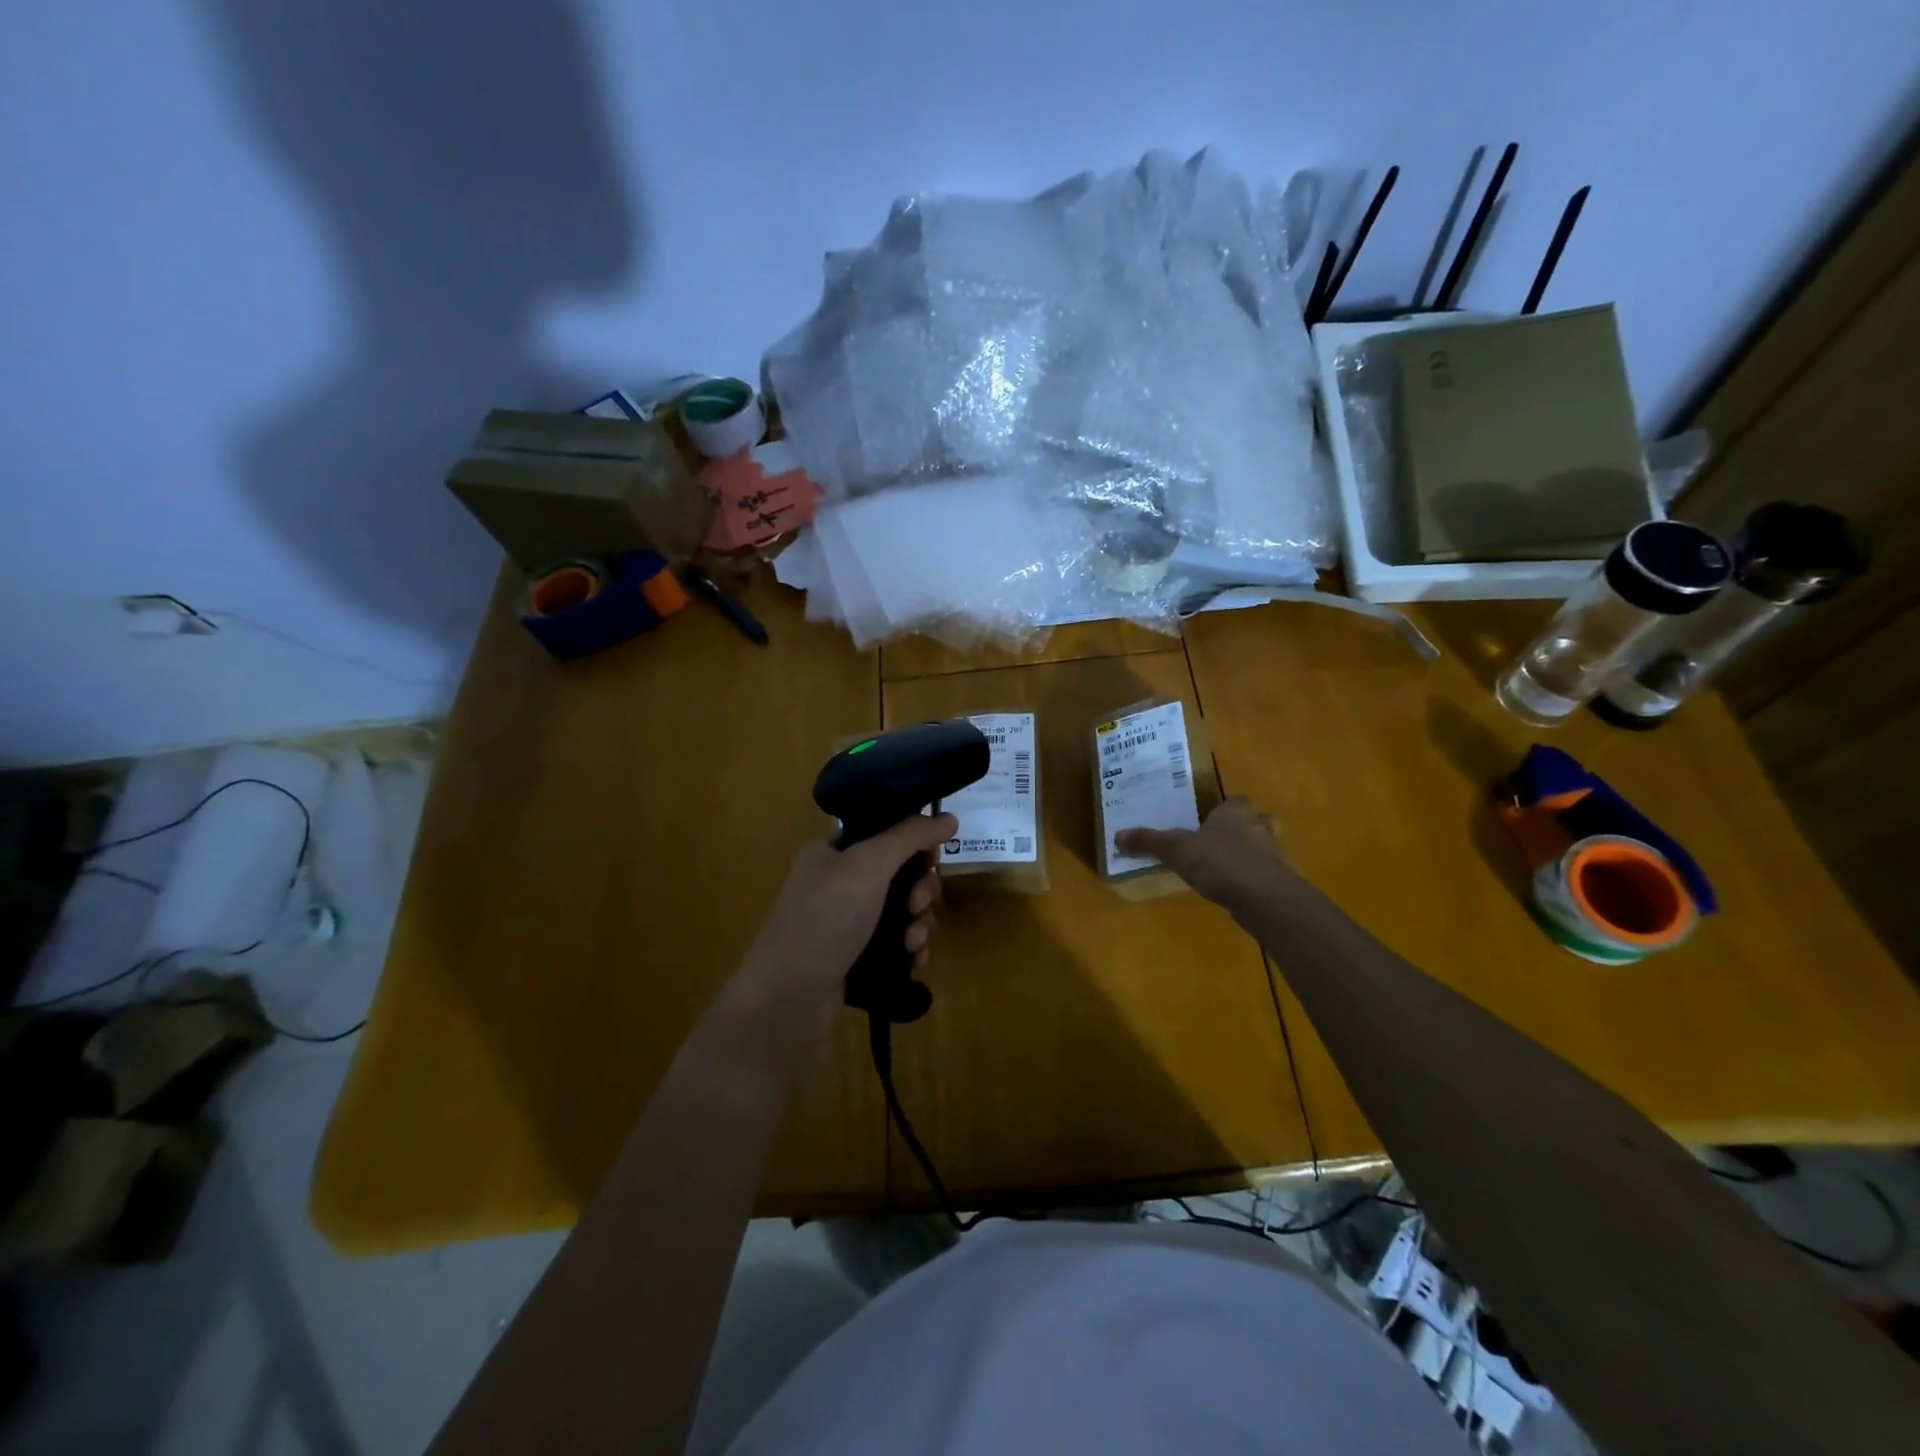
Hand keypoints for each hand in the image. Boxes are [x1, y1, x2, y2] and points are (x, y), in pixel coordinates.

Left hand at [740, 813, 957, 1012]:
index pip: (886, 832)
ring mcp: (848, 921)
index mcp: (834, 851)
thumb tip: (949, 817)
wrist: (787, 997)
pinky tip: (914, 960)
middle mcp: (840, 882)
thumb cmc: (825, 919)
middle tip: (918, 905)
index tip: (932, 858)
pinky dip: (911, 948)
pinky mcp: (857, 956)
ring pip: (903, 910)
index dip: (915, 842)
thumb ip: (909, 837)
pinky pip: (897, 942)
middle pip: (901, 873)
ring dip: (919, 922)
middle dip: (921, 889)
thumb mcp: (868, 866)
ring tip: (913, 942)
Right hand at [1114, 798, 1293, 910]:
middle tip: (1223, 841)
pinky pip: (1267, 875)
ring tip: (1228, 868)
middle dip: (1246, 829)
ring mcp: (1275, 856)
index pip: (1237, 801)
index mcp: (1235, 813)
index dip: (1226, 808)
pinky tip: (1237, 892)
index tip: (1212, 819)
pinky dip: (1255, 880)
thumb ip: (1149, 842)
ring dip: (1251, 855)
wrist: (1265, 899)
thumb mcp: (1176, 850)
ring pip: (1265, 848)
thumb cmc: (1220, 862)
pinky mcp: (1281, 883)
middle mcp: (1259, 828)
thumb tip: (1118, 836)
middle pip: (1258, 821)